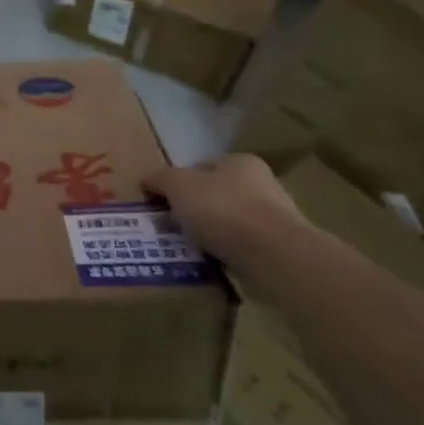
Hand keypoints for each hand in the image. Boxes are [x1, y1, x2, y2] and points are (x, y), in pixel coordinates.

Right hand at [142, 155, 306, 264]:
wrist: (273, 255)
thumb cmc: (223, 210)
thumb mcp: (179, 186)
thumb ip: (160, 179)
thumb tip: (147, 180)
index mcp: (239, 162)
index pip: (199, 167)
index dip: (176, 183)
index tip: (160, 204)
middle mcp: (260, 183)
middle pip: (212, 194)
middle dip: (191, 210)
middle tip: (169, 228)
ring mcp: (271, 216)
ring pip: (225, 221)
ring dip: (206, 233)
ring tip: (185, 248)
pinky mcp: (276, 246)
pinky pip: (238, 246)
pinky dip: (222, 252)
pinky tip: (209, 262)